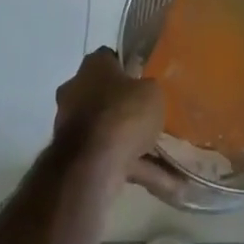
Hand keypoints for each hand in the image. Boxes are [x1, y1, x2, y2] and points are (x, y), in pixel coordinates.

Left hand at [53, 47, 185, 196]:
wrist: (92, 164)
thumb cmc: (123, 113)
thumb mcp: (151, 92)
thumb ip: (148, 89)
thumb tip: (144, 93)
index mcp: (92, 67)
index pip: (109, 58)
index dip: (128, 66)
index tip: (145, 78)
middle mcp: (76, 91)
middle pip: (106, 95)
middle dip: (127, 107)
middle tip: (153, 115)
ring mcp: (73, 126)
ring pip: (110, 131)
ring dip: (136, 144)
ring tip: (169, 157)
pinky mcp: (77, 158)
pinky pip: (113, 159)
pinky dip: (137, 169)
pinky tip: (166, 184)